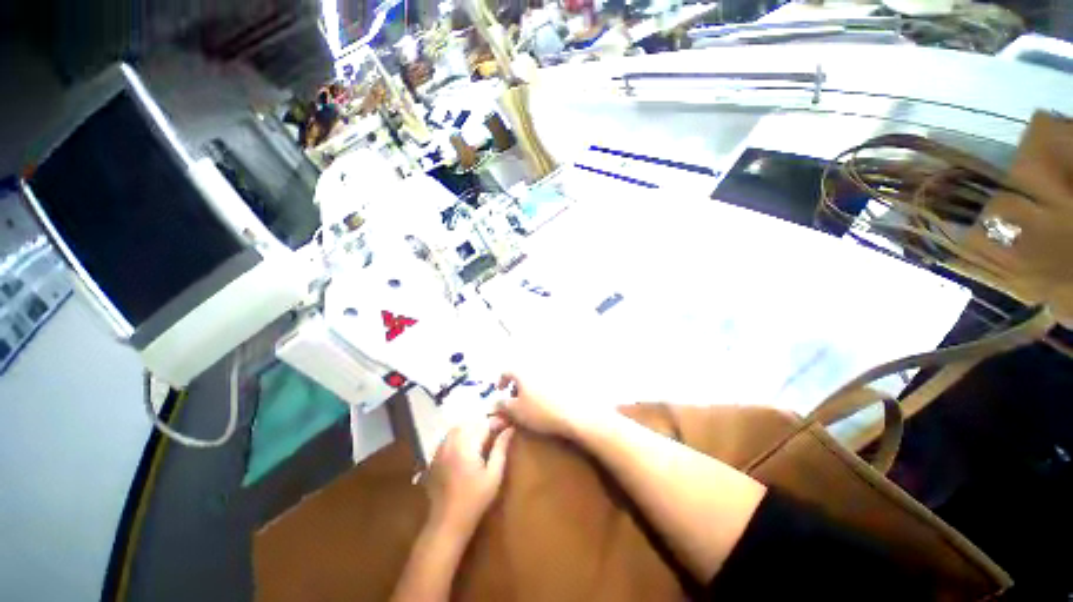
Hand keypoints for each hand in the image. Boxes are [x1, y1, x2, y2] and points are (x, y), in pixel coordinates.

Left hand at [426, 417, 513, 534]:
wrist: (447, 523)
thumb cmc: (475, 500)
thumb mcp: (494, 475)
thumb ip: (500, 449)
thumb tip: (509, 429)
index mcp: (466, 446)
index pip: (484, 424)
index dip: (497, 422)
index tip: (508, 425)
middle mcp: (451, 443)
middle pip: (469, 422)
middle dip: (484, 423)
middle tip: (497, 430)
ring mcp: (440, 450)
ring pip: (457, 428)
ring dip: (471, 427)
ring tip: (483, 436)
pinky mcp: (435, 457)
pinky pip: (448, 438)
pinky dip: (459, 436)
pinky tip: (467, 446)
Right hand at [496, 372, 605, 439]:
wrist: (576, 412)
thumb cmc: (541, 411)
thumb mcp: (516, 412)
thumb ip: (502, 406)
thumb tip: (495, 403)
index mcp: (522, 370)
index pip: (507, 370)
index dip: (501, 380)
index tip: (501, 391)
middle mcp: (537, 365)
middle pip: (522, 371)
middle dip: (517, 383)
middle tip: (516, 398)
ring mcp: (553, 369)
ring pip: (537, 374)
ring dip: (531, 384)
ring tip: (532, 400)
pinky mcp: (567, 375)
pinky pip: (551, 379)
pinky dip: (546, 386)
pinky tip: (549, 399)